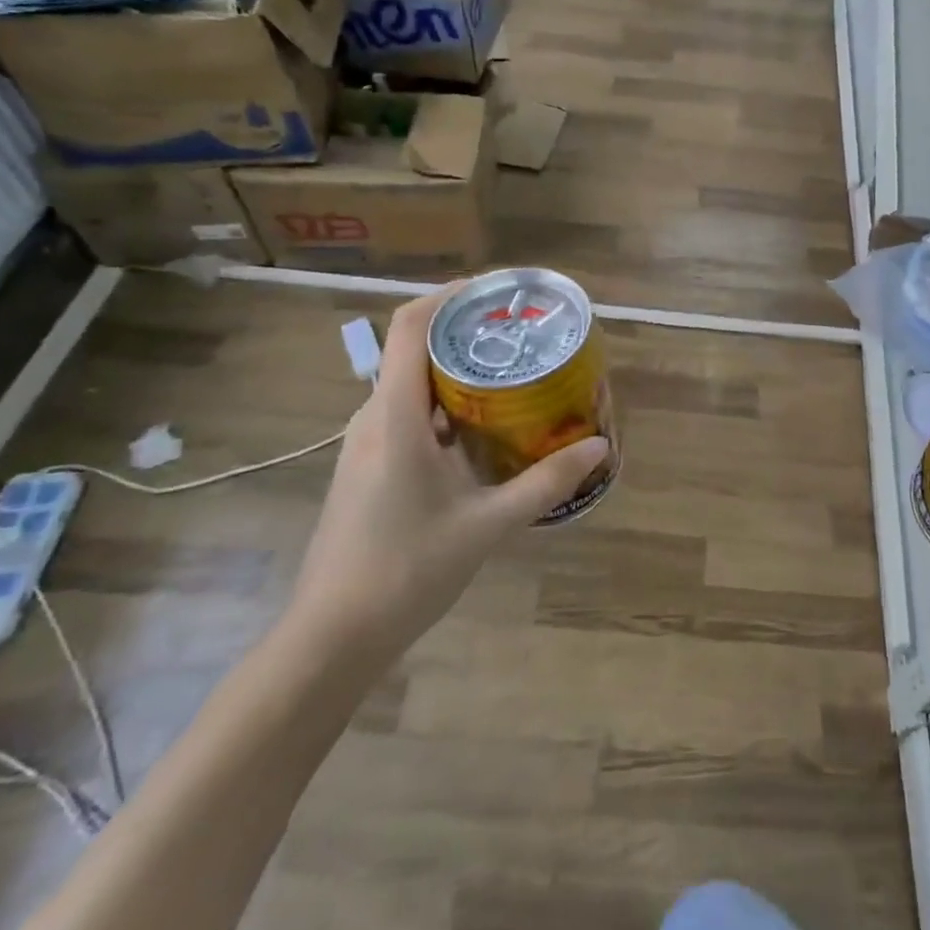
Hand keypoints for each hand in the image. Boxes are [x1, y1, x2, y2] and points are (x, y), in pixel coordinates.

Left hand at [286, 288, 607, 670]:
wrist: (331, 637)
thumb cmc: (406, 572)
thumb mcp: (487, 525)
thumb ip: (544, 483)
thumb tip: (598, 447)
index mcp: (396, 418)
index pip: (411, 327)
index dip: (450, 296)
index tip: (496, 291)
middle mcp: (374, 418)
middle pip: (415, 349)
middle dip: (467, 333)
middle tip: (522, 336)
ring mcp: (366, 444)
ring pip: (412, 384)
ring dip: (458, 372)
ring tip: (513, 375)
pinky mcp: (368, 467)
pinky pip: (408, 415)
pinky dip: (446, 405)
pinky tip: (484, 429)